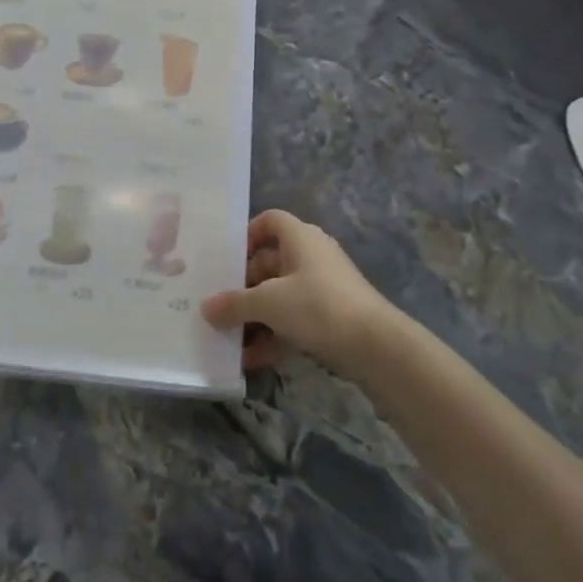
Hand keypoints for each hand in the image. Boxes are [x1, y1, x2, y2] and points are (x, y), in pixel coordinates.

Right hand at [202, 210, 401, 375]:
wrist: (376, 346)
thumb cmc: (317, 306)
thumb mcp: (268, 303)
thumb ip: (234, 304)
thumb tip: (206, 308)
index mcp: (300, 238)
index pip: (270, 220)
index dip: (247, 235)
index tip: (227, 259)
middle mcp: (312, 256)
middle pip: (269, 263)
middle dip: (243, 286)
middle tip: (219, 306)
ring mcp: (323, 288)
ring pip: (280, 296)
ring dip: (255, 316)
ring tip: (228, 338)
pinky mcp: (331, 317)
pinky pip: (294, 320)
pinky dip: (274, 336)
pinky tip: (251, 361)